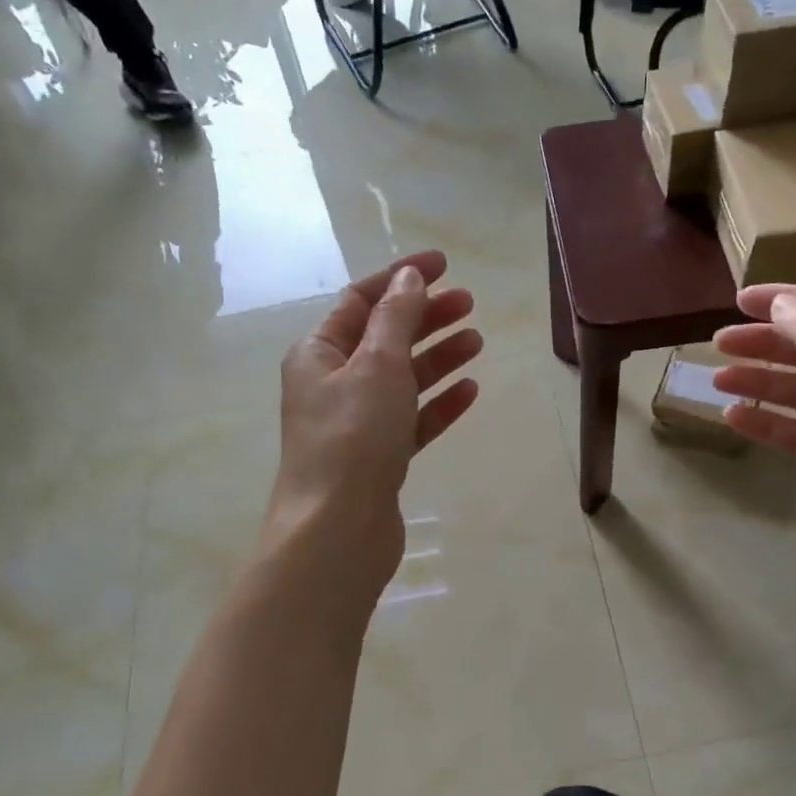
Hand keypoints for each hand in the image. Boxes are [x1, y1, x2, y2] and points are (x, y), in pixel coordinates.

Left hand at [270, 251, 481, 584]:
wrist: (338, 530)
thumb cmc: (353, 437)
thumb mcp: (377, 365)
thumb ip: (396, 318)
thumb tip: (410, 279)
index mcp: (319, 353)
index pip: (361, 300)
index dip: (401, 277)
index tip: (443, 264)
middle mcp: (332, 384)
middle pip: (384, 337)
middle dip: (425, 316)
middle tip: (469, 303)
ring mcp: (356, 424)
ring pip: (402, 379)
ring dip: (437, 357)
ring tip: (477, 341)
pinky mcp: (378, 458)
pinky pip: (412, 419)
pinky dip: (438, 403)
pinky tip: (470, 391)